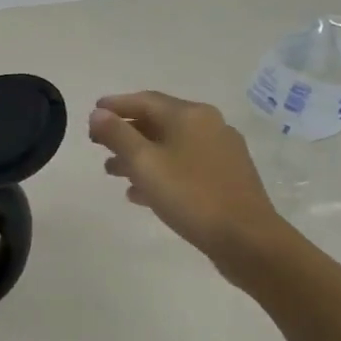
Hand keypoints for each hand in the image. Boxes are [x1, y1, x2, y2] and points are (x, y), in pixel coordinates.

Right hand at [88, 92, 284, 272]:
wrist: (248, 240)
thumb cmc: (191, 196)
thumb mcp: (144, 164)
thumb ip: (117, 135)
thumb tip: (97, 113)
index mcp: (190, 115)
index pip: (145, 100)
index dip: (115, 105)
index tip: (92, 113)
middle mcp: (209, 126)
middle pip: (158, 121)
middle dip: (125, 132)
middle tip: (98, 144)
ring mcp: (221, 152)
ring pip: (171, 146)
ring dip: (139, 155)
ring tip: (112, 171)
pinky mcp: (227, 177)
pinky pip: (185, 165)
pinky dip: (160, 171)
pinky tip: (140, 192)